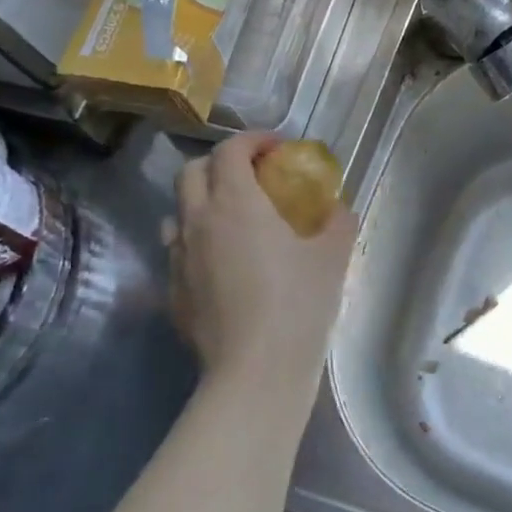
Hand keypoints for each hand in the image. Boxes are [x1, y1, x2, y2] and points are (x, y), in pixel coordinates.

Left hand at [167, 133, 355, 397]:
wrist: (256, 370)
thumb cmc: (298, 303)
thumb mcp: (332, 256)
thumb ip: (337, 222)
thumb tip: (338, 209)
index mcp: (235, 203)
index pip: (230, 150)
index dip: (253, 140)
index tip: (277, 148)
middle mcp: (197, 221)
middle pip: (192, 171)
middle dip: (221, 164)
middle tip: (253, 177)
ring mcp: (178, 258)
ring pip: (177, 212)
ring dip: (201, 202)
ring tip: (232, 220)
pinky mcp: (173, 292)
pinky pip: (178, 252)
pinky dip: (198, 243)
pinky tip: (224, 266)